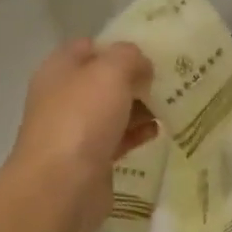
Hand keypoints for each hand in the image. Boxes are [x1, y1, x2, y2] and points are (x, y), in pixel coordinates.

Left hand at [7, 39, 155, 231]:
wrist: (62, 186)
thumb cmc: (82, 119)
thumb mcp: (110, 71)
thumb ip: (129, 57)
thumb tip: (141, 65)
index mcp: (60, 69)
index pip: (89, 46)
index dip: (119, 46)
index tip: (151, 51)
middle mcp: (63, 97)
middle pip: (103, 80)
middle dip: (135, 79)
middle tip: (169, 79)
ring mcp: (75, 130)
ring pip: (112, 111)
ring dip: (139, 107)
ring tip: (171, 105)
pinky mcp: (90, 159)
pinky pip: (117, 139)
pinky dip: (137, 134)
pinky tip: (158, 132)